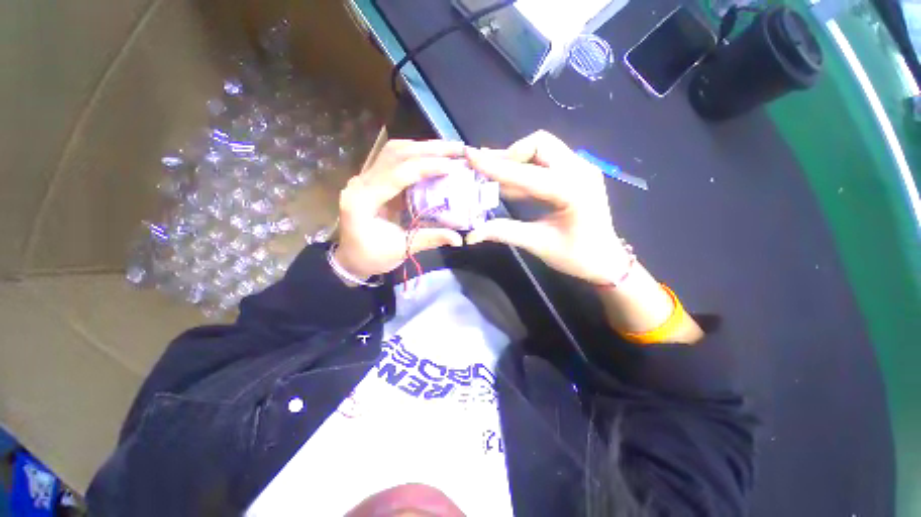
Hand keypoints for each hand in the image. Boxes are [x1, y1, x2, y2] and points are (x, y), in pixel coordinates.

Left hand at [335, 139, 464, 280]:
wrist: (351, 259)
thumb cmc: (372, 257)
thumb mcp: (401, 250)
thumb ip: (429, 239)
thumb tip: (459, 239)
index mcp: (362, 202)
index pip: (397, 174)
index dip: (425, 167)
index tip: (452, 166)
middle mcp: (360, 183)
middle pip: (395, 154)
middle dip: (428, 149)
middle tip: (457, 148)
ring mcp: (364, 178)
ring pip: (393, 151)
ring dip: (422, 147)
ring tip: (448, 150)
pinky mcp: (372, 180)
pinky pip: (393, 159)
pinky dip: (415, 155)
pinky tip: (432, 157)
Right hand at [466, 131, 629, 283]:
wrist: (606, 260)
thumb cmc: (576, 257)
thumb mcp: (538, 244)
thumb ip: (504, 232)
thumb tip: (472, 235)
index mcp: (573, 191)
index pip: (527, 173)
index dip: (495, 166)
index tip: (470, 156)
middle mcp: (580, 170)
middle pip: (538, 144)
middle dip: (509, 156)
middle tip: (488, 175)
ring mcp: (582, 168)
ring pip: (542, 148)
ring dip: (516, 160)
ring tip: (493, 177)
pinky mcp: (578, 173)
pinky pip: (547, 160)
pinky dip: (526, 168)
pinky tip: (510, 184)